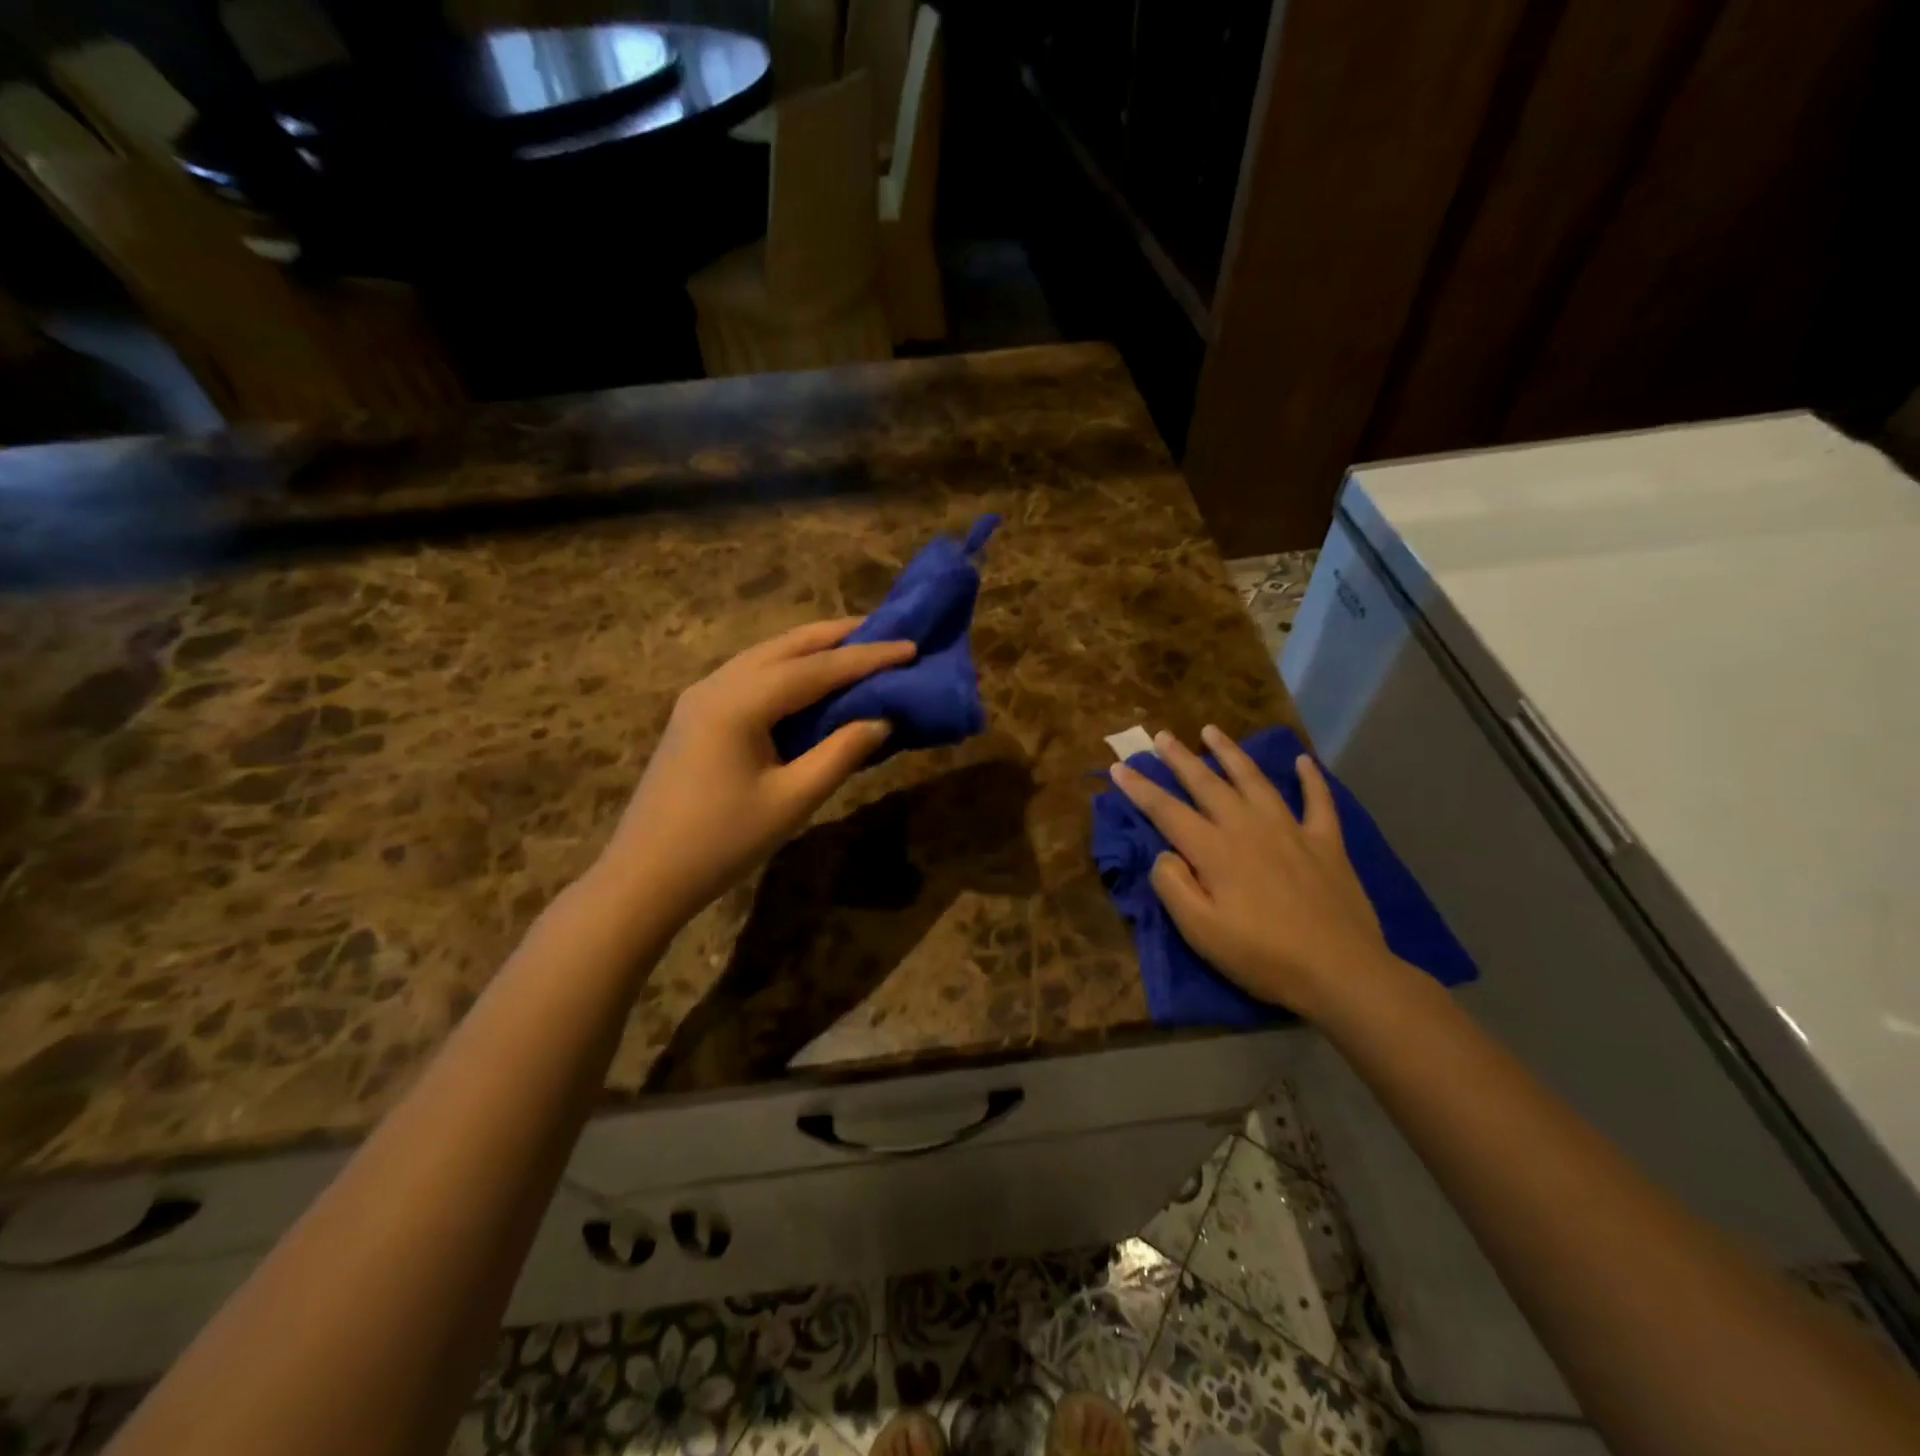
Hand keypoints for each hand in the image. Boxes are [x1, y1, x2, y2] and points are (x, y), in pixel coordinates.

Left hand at [595, 618, 914, 929]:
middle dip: (837, 636)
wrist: (645, 875)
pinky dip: (787, 668)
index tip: (910, 646)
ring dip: (811, 649)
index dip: (867, 657)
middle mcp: (717, 684)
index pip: (816, 669)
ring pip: (765, 655)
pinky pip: (750, 675)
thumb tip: (882, 719)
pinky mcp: (696, 713)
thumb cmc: (722, 842)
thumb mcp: (792, 800)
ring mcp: (701, 696)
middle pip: (786, 646)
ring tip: (855, 648)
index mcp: (739, 702)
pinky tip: (809, 680)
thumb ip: (841, 753)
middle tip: (885, 631)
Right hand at [1110, 726, 1392, 1019]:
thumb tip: (1165, 854)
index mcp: (1215, 850)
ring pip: (1254, 780)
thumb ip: (1173, 886)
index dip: (1139, 788)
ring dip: (1230, 753)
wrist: (1341, 972)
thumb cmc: (1263, 957)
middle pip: (1207, 784)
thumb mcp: (1200, 931)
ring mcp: (1291, 830)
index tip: (1118, 767)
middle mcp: (1248, 828)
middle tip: (1161, 735)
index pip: (1166, 811)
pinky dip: (1310, 779)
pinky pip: (1318, 801)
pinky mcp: (1326, 843)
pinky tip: (1303, 761)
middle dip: (1180, 758)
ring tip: (1211, 730)